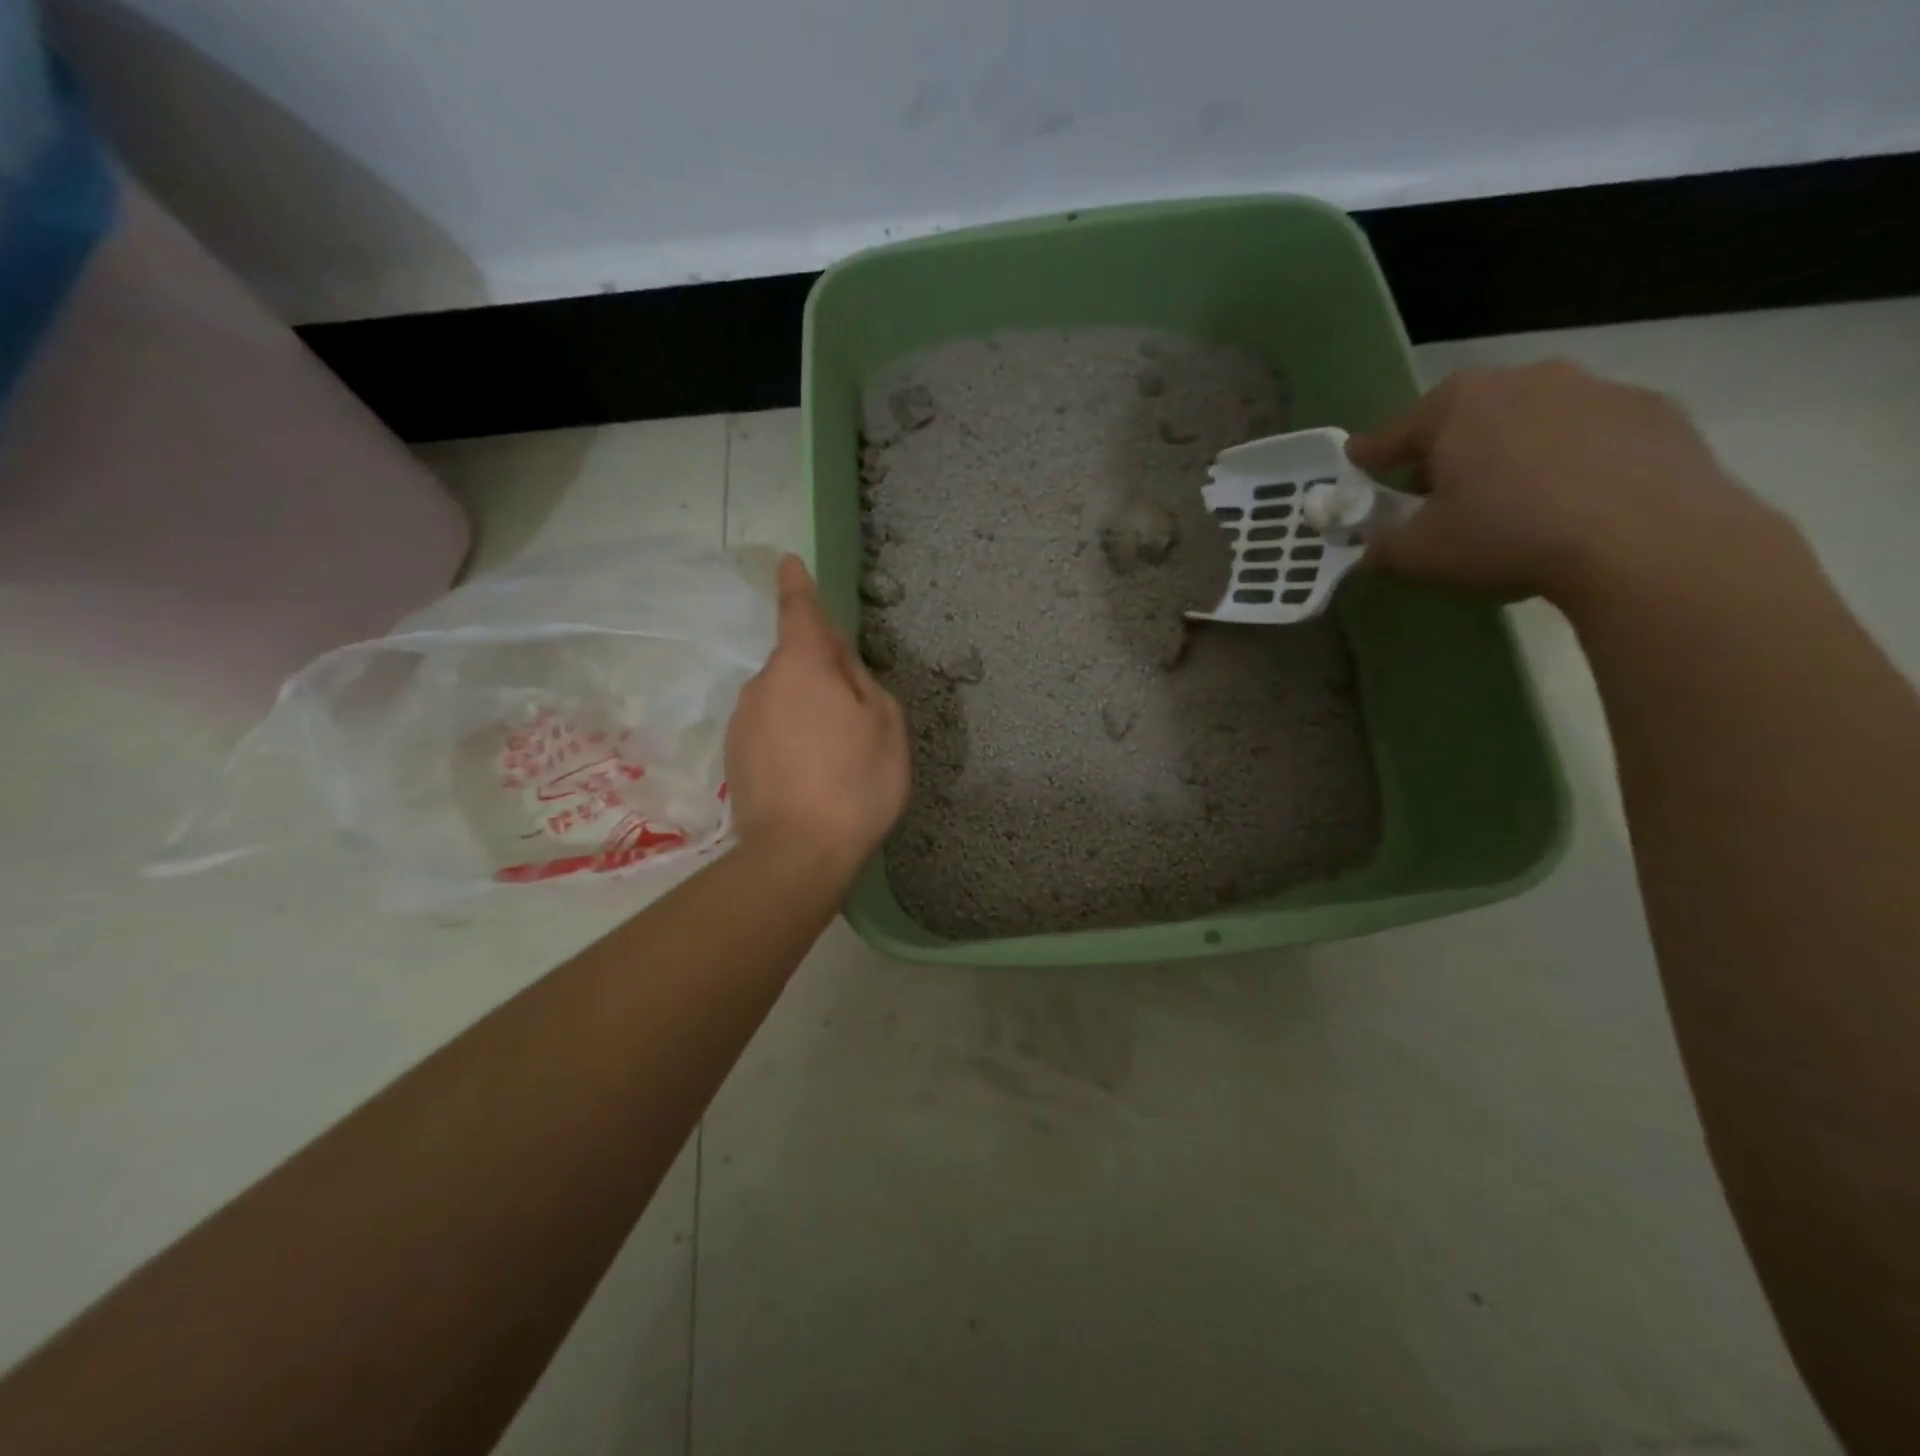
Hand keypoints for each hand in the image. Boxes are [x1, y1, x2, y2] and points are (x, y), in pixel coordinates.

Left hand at [726, 556, 909, 880]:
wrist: (798, 854)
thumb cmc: (856, 782)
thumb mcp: (884, 724)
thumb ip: (862, 680)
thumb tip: (838, 664)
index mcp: (802, 666)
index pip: (799, 612)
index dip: (797, 586)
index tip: (788, 563)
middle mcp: (763, 685)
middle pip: (795, 662)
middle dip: (822, 672)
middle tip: (856, 714)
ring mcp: (744, 722)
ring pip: (783, 698)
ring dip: (808, 709)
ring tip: (837, 756)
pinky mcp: (735, 757)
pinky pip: (770, 729)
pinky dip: (791, 738)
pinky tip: (813, 774)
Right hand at [1347, 360, 1787, 606]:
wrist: (1646, 539)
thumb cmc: (1507, 535)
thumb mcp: (1420, 554)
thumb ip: (1383, 545)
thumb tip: (1371, 544)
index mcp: (1458, 405)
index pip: (1396, 431)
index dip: (1371, 454)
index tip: (1357, 463)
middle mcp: (1524, 379)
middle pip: (1466, 417)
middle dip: (1446, 451)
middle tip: (1437, 494)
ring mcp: (1597, 388)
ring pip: (1531, 420)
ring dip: (1511, 451)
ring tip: (1511, 499)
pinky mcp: (1655, 410)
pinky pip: (1590, 435)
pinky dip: (1571, 459)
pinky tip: (1572, 501)